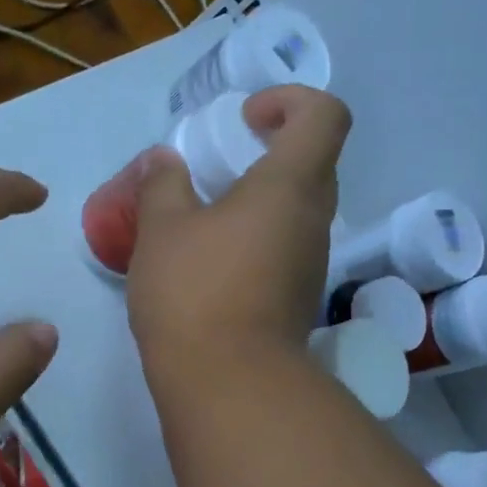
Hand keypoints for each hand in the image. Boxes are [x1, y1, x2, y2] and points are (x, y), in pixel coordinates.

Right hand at [128, 84, 350, 388]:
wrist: (229, 385)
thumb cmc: (195, 292)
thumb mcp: (162, 229)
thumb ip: (162, 184)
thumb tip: (163, 161)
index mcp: (291, 186)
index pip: (325, 116)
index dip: (290, 101)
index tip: (245, 120)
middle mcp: (314, 220)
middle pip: (313, 163)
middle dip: (269, 151)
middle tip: (219, 168)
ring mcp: (312, 265)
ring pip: (298, 211)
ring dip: (259, 202)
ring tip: (205, 220)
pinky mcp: (298, 300)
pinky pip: (285, 250)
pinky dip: (256, 240)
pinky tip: (211, 263)